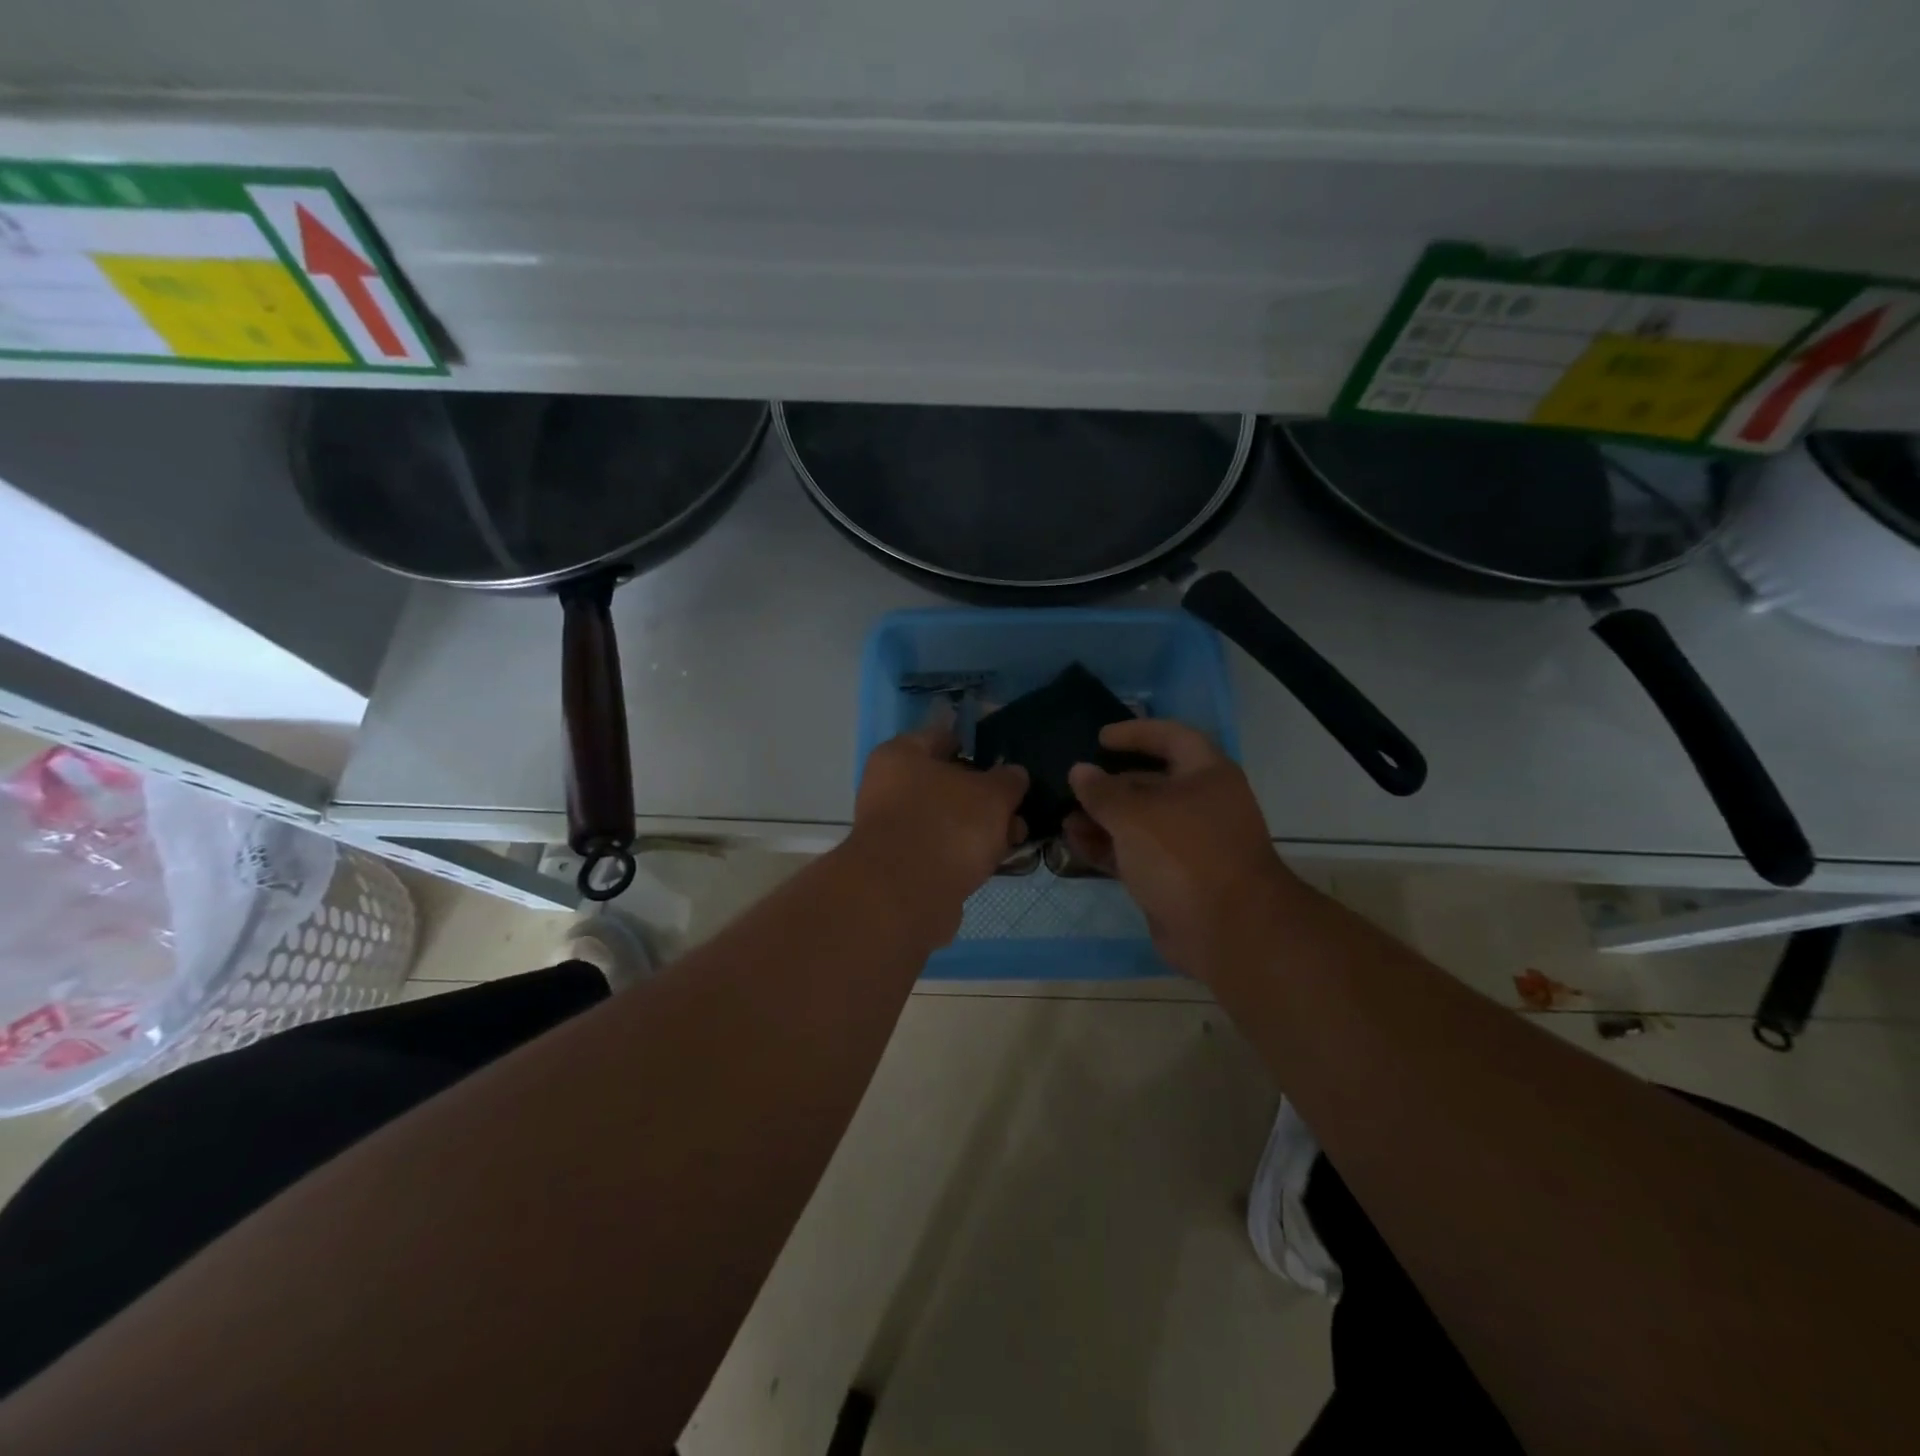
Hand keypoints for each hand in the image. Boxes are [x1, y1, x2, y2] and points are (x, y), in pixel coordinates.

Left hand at [845, 725, 1029, 933]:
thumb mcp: (992, 794)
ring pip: (947, 819)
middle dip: (986, 796)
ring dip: (980, 828)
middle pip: (947, 782)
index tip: (1007, 760)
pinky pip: (942, 849)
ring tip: (1016, 839)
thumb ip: (1008, 780)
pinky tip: (994, 862)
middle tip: (1018, 807)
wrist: (907, 896)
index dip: (978, 746)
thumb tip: (1013, 774)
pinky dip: (965, 853)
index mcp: (901, 755)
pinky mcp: (901, 865)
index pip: (944, 737)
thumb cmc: (948, 825)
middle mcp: (889, 787)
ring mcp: (893, 828)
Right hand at [1065, 719, 1289, 980]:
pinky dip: (1107, 847)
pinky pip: (1135, 853)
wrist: (1227, 931)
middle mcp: (1201, 804)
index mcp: (1207, 775)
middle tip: (1072, 785)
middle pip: (1150, 782)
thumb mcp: (1135, 815)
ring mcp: (1188, 844)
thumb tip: (1079, 771)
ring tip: (1064, 820)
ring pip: (1139, 822)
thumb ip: (1102, 791)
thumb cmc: (1184, 854)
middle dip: (1109, 784)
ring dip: (1102, 819)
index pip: (1172, 737)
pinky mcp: (1173, 877)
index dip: (1136, 733)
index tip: (1100, 738)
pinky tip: (1074, 844)